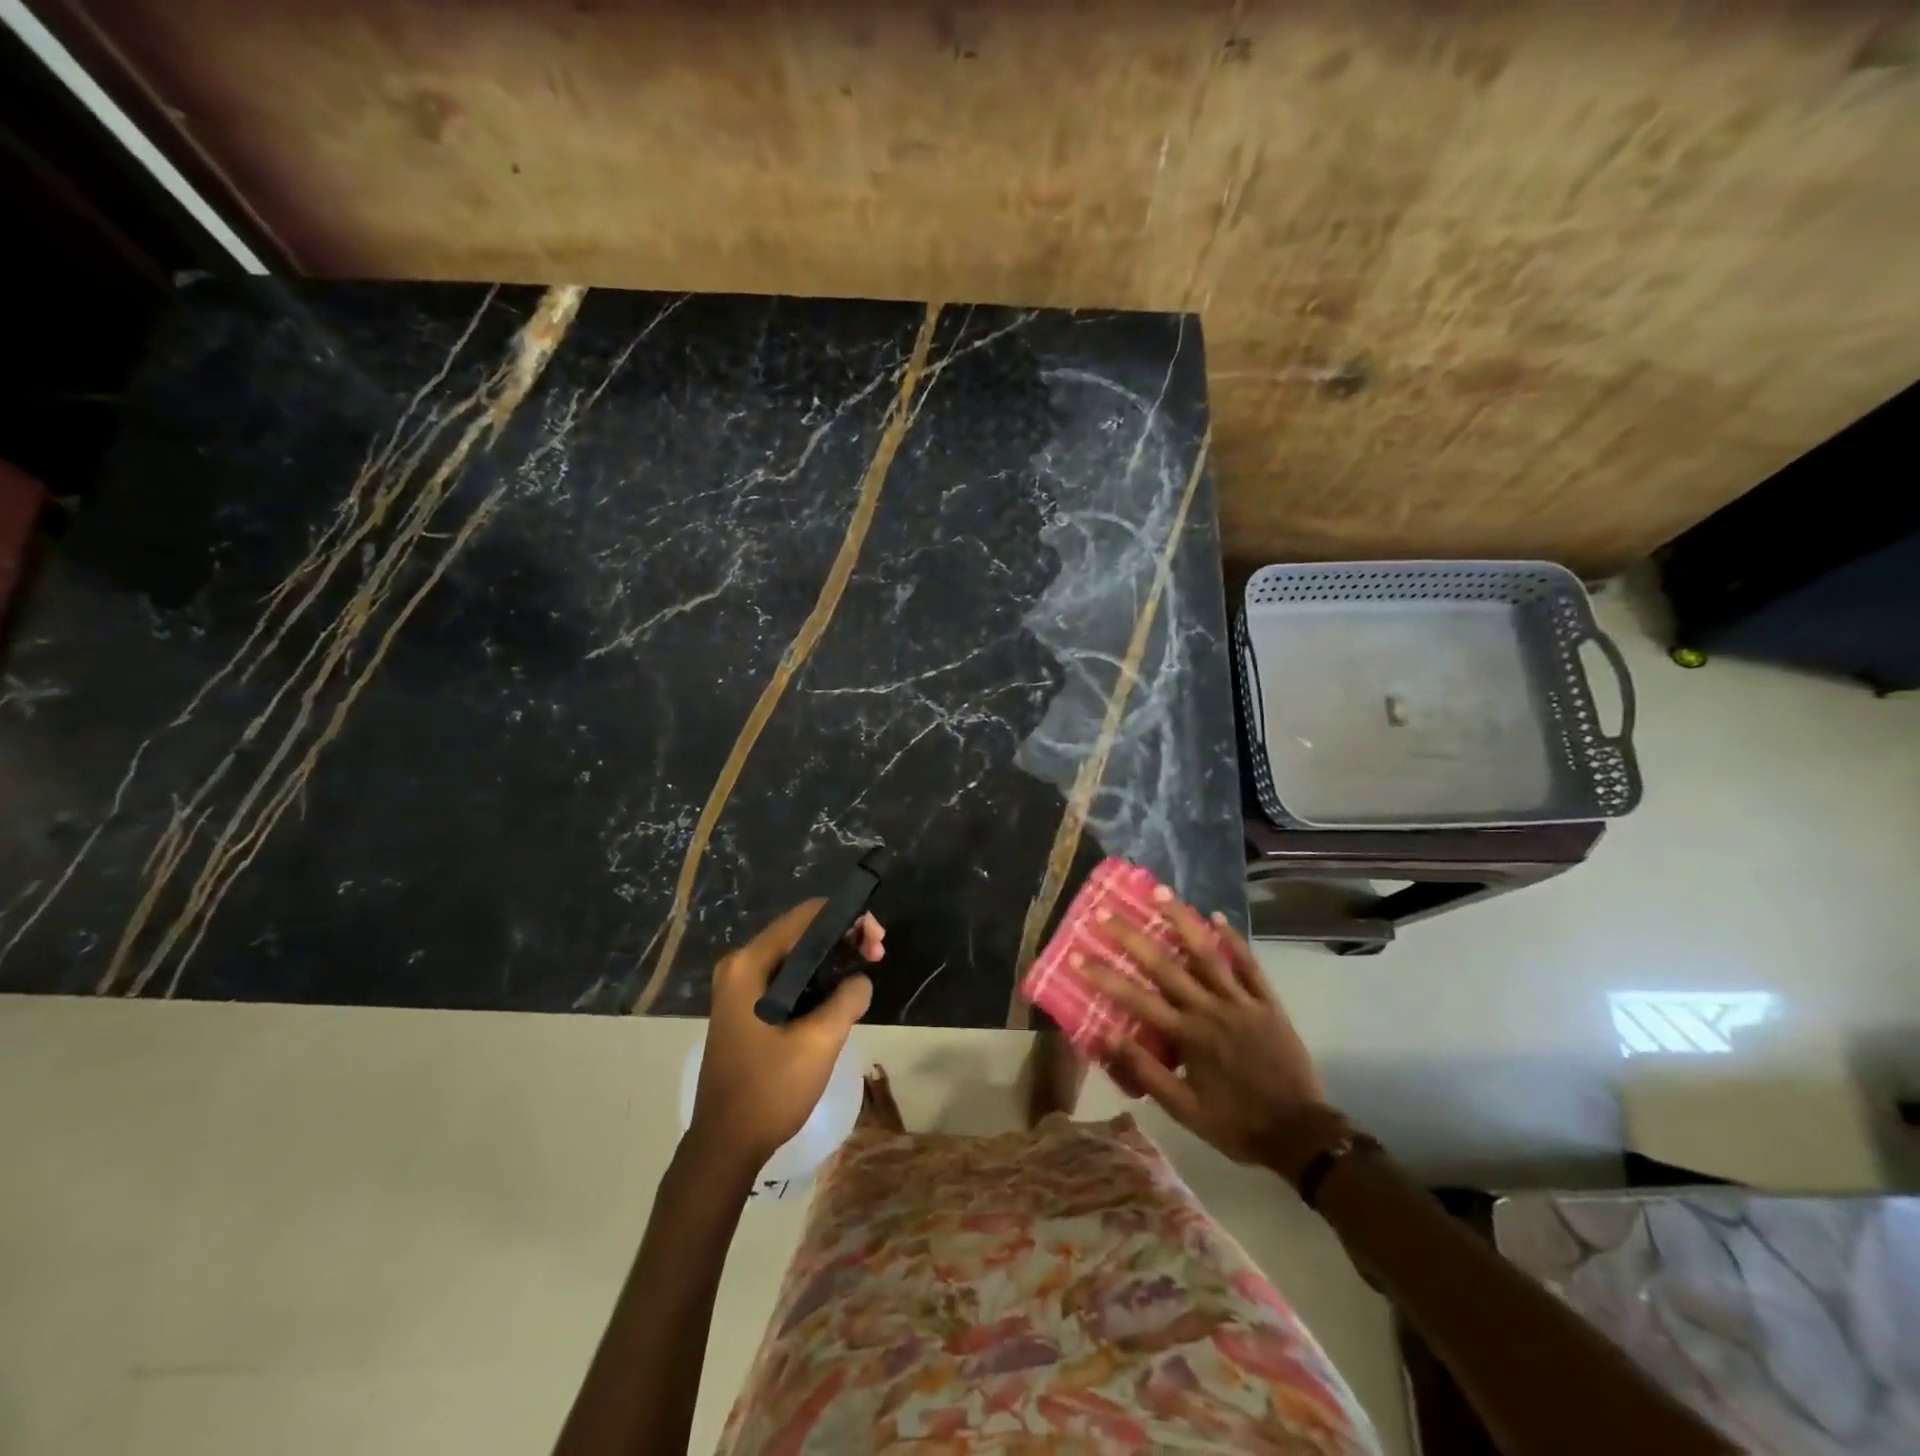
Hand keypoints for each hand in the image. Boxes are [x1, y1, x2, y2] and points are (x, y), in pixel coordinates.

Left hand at [691, 901, 883, 1168]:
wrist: (725, 1146)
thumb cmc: (769, 1090)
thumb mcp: (819, 1043)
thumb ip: (847, 999)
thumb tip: (861, 979)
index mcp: (749, 965)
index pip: (806, 917)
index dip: (847, 918)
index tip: (877, 940)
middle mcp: (740, 966)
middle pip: (801, 932)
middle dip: (843, 938)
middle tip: (877, 956)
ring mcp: (740, 988)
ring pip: (796, 956)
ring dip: (832, 959)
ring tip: (865, 972)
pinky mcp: (745, 1008)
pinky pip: (787, 978)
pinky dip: (816, 978)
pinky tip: (840, 993)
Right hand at [1084, 893, 1330, 1168]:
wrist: (1300, 1135)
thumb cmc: (1236, 1124)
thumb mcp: (1183, 1110)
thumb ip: (1145, 1071)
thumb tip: (1106, 1035)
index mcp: (1187, 1036)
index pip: (1136, 999)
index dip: (1104, 976)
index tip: (1077, 955)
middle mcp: (1210, 1010)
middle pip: (1165, 965)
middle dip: (1132, 937)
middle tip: (1106, 912)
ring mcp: (1241, 1002)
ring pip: (1207, 953)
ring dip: (1182, 920)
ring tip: (1161, 892)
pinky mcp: (1268, 1003)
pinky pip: (1249, 965)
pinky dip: (1234, 940)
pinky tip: (1218, 917)